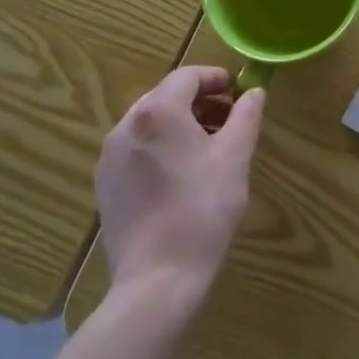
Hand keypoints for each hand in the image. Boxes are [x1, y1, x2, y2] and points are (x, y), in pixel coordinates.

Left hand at [96, 66, 264, 298]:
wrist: (157, 282)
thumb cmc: (202, 209)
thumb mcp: (236, 156)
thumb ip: (247, 115)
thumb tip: (254, 92)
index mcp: (158, 111)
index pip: (188, 76)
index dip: (215, 79)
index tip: (237, 93)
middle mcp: (126, 126)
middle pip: (166, 97)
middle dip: (199, 102)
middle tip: (227, 120)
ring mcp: (110, 158)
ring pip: (149, 124)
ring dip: (179, 125)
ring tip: (207, 148)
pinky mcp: (105, 187)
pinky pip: (135, 150)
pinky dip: (159, 148)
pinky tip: (179, 176)